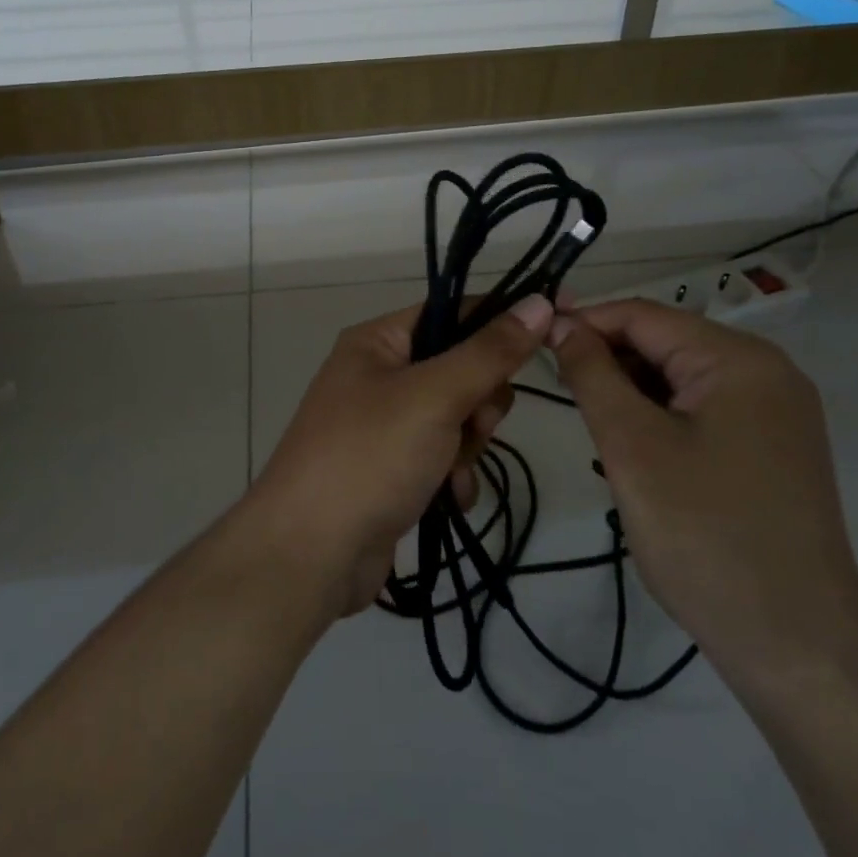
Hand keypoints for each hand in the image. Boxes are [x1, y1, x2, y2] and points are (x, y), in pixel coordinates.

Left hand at [246, 294, 554, 617]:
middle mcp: (377, 375)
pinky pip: (441, 456)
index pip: (451, 311)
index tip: (547, 340)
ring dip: (467, 445)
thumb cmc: (370, 457)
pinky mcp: (390, 468)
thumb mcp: (434, 396)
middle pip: (459, 368)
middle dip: (477, 402)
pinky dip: (453, 476)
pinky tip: (450, 499)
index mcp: (376, 342)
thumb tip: (539, 302)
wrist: (311, 554)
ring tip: (452, 471)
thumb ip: (490, 352)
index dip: (498, 323)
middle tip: (473, 424)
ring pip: (456, 416)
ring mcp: (382, 425)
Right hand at [549, 300, 857, 684]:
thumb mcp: (632, 446)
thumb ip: (592, 374)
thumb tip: (562, 323)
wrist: (797, 646)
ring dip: (631, 393)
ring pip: (681, 380)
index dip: (584, 321)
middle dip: (608, 361)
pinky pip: (703, 412)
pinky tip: (633, 451)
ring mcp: (777, 414)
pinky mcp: (774, 450)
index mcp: (739, 360)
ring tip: (592, 428)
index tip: (531, 338)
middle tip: (556, 390)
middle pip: (666, 344)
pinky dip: (660, 419)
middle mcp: (768, 374)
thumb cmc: (704, 535)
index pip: (644, 316)